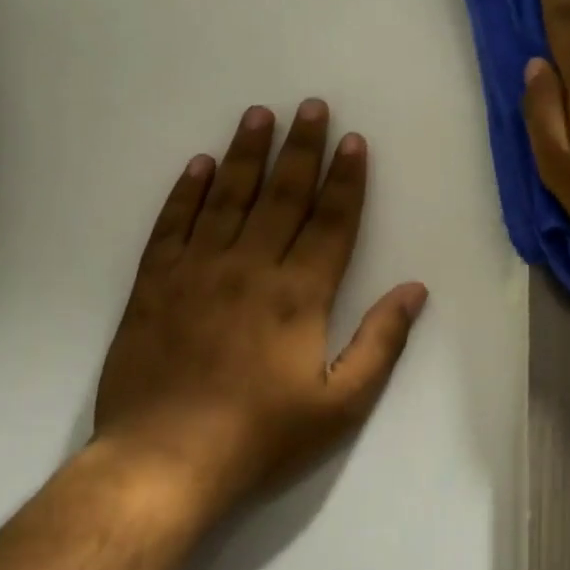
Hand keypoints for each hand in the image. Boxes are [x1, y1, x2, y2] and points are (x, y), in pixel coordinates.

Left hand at [93, 101, 427, 516]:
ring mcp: (197, 271)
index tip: (354, 141)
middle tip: (311, 106)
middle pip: (282, 194)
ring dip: (246, 153)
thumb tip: (415, 289)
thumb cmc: (261, 435)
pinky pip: (172, 225)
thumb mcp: (340, 403)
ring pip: (227, 198)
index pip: (331, 221)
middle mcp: (251, 267)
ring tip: (259, 114)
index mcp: (300, 294)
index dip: (346, 179)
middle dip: (301, 148)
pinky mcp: (154, 285)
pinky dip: (186, 192)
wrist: (163, 463)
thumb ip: (381, 341)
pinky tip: (199, 164)